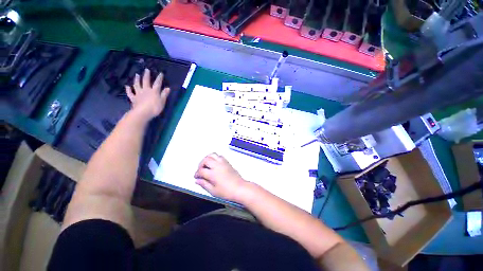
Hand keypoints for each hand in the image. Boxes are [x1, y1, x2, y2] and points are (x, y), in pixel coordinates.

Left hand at [125, 68, 170, 119]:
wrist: (143, 112)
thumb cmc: (155, 107)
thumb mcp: (162, 101)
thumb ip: (164, 94)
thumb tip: (168, 88)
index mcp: (154, 91)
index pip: (157, 83)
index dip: (159, 78)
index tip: (160, 73)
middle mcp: (145, 90)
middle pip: (145, 81)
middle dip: (146, 75)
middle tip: (146, 70)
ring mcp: (138, 94)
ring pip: (137, 85)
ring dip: (137, 79)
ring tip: (137, 75)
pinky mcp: (133, 98)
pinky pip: (130, 93)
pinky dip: (128, 89)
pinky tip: (127, 86)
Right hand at [194, 153, 249, 202]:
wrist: (240, 188)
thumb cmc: (226, 192)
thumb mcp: (213, 191)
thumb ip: (204, 184)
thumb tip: (197, 180)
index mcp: (213, 173)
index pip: (201, 170)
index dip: (197, 173)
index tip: (196, 177)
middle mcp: (217, 165)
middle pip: (206, 160)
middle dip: (201, 164)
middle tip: (200, 170)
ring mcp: (223, 163)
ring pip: (213, 155)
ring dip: (207, 158)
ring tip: (206, 165)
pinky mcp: (227, 162)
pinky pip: (219, 156)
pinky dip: (214, 158)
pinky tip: (214, 164)